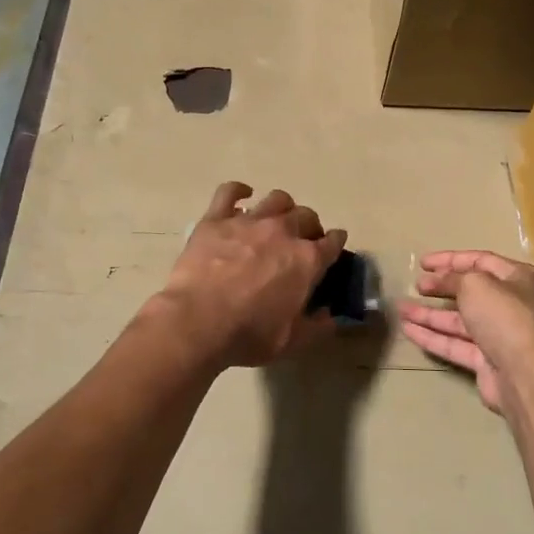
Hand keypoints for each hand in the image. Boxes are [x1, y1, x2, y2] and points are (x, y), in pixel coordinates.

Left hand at [155, 183, 346, 368]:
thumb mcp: (291, 341)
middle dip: (310, 227)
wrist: (197, 322)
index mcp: (306, 260)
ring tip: (277, 220)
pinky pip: (230, 192)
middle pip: (306, 216)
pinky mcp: (216, 219)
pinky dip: (239, 191)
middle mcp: (283, 232)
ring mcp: (248, 221)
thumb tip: (330, 316)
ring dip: (283, 208)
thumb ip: (317, 327)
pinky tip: (242, 196)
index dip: (336, 243)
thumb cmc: (248, 334)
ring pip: (276, 199)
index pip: (332, 242)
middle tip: (303, 241)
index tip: (334, 246)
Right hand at [398, 251, 533, 416]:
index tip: (422, 263)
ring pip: (458, 321)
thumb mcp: (475, 284)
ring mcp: (499, 335)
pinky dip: (432, 337)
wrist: (526, 376)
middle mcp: (512, 305)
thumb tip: (439, 279)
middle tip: (415, 286)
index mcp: (518, 278)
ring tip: (401, 308)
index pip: (480, 261)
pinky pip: (455, 344)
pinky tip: (408, 330)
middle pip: (469, 292)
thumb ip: (453, 278)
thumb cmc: (504, 317)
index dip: (449, 260)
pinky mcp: (487, 362)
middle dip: (440, 288)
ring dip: (429, 314)